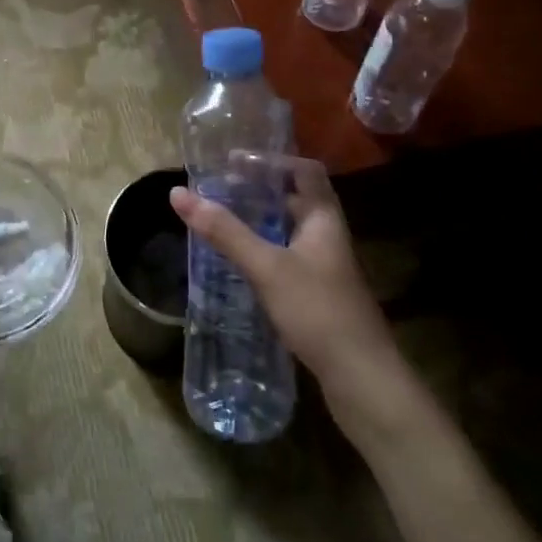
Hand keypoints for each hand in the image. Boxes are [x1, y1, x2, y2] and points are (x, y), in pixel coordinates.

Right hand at [170, 160, 410, 405]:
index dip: (273, 160)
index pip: (306, 170)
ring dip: (258, 222)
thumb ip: (224, 231)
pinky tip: (238, 263)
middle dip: (258, 191)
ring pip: (288, 231)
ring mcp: (325, 268)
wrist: (363, 381)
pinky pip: (286, 258)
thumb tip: (178, 193)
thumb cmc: (318, 311)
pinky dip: (262, 251)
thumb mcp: (267, 266)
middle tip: (218, 189)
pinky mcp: (318, 296)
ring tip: (220, 220)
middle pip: (295, 199)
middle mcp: (327, 237)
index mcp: (324, 219)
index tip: (234, 160)